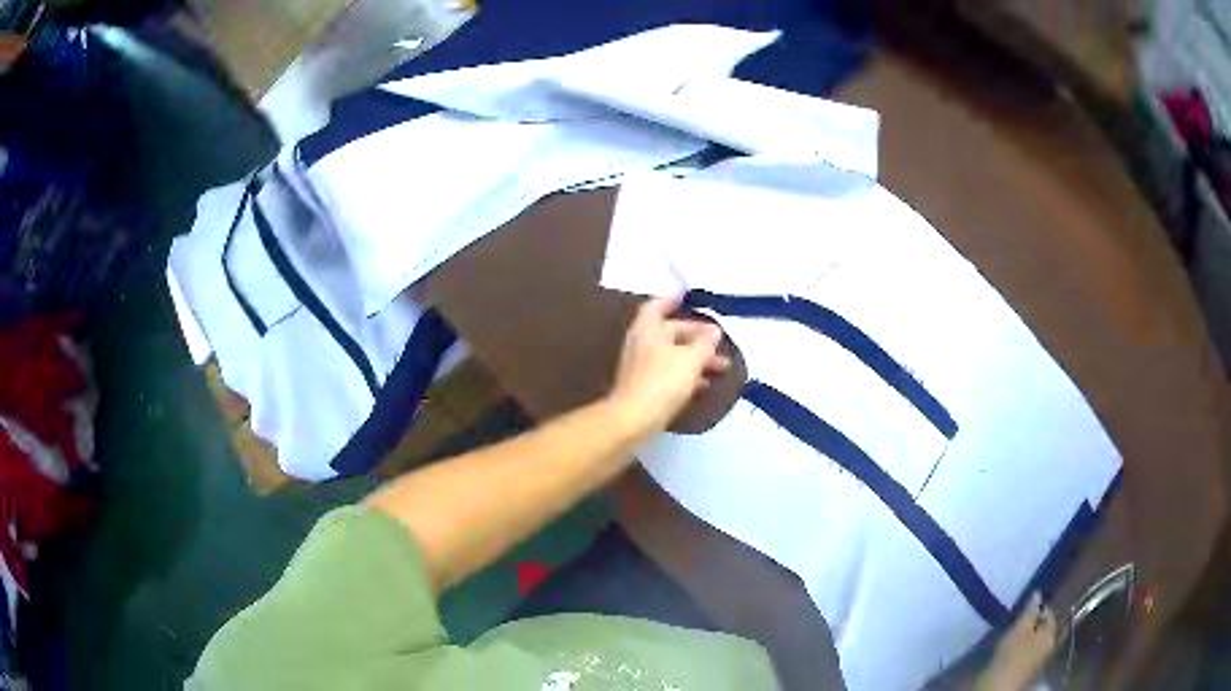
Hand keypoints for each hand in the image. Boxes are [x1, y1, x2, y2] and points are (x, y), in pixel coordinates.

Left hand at [608, 294, 731, 438]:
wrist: (632, 419)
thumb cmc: (661, 382)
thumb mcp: (690, 360)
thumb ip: (704, 344)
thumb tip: (714, 332)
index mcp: (648, 328)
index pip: (659, 305)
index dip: (673, 299)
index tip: (687, 294)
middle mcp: (642, 342)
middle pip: (671, 331)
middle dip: (696, 335)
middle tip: (720, 339)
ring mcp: (642, 365)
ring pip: (673, 353)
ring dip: (697, 357)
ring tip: (723, 366)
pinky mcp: (645, 385)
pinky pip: (670, 371)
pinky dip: (688, 373)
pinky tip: (705, 383)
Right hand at [975, 593, 1057, 690]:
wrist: (1001, 686)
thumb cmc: (1012, 654)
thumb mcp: (1020, 628)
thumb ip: (1031, 609)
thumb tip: (1038, 593)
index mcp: (1052, 631)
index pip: (1051, 612)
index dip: (1041, 606)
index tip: (1028, 605)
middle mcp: (1052, 643)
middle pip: (1048, 627)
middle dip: (1038, 621)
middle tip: (1024, 619)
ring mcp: (1042, 658)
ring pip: (1041, 640)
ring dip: (1033, 634)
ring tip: (1020, 632)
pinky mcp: (1032, 669)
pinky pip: (1034, 651)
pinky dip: (1028, 646)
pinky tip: (1019, 647)